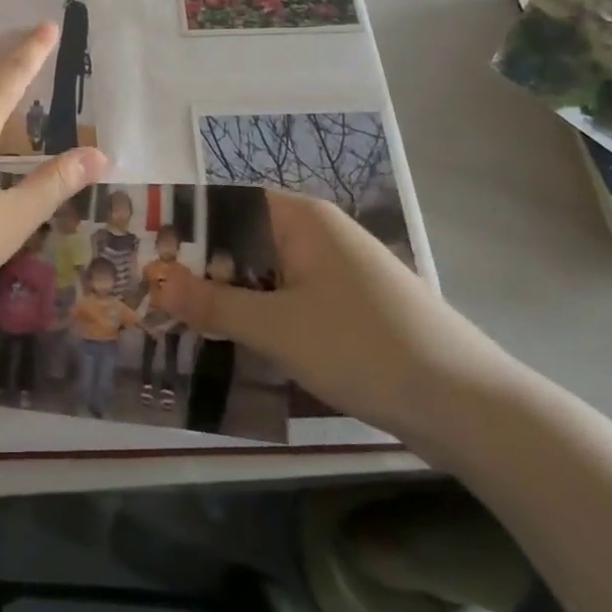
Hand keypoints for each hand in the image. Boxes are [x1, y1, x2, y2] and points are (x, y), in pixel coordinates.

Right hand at [143, 193, 509, 441]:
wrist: (468, 407)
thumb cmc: (364, 347)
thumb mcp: (278, 327)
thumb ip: (213, 302)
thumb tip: (154, 280)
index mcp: (302, 219)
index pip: (228, 204)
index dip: (185, 225)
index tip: (143, 251)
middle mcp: (318, 236)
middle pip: (243, 242)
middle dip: (199, 269)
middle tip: (150, 295)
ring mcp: (335, 274)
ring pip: (263, 277)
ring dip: (226, 299)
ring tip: (177, 323)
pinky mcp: (346, 311)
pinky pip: (287, 304)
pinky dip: (258, 320)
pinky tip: (229, 347)